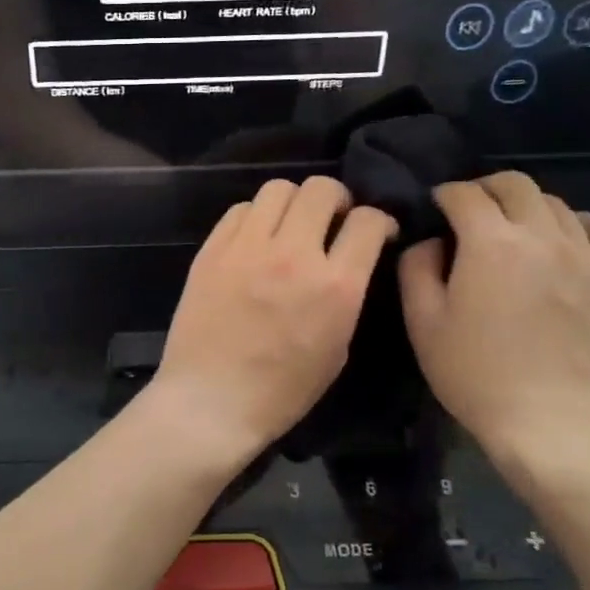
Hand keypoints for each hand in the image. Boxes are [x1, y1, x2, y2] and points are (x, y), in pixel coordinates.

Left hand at [154, 177, 395, 459]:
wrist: (210, 401)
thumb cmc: (281, 391)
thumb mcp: (337, 349)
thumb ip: (346, 296)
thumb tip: (346, 264)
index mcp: (335, 285)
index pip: (368, 220)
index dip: (379, 221)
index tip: (374, 233)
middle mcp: (293, 254)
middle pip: (322, 188)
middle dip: (336, 200)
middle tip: (332, 220)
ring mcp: (247, 248)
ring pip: (278, 188)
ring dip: (294, 202)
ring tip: (290, 226)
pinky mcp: (212, 250)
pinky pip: (240, 209)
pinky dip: (255, 217)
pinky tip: (255, 240)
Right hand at [398, 173, 589, 455]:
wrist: (547, 419)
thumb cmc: (474, 373)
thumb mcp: (422, 322)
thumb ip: (416, 269)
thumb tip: (431, 242)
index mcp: (489, 244)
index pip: (464, 194)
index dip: (444, 195)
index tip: (435, 208)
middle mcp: (541, 236)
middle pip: (514, 185)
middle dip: (485, 189)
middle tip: (469, 213)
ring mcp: (584, 255)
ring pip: (555, 203)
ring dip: (526, 207)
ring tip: (512, 232)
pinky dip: (578, 224)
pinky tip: (563, 240)